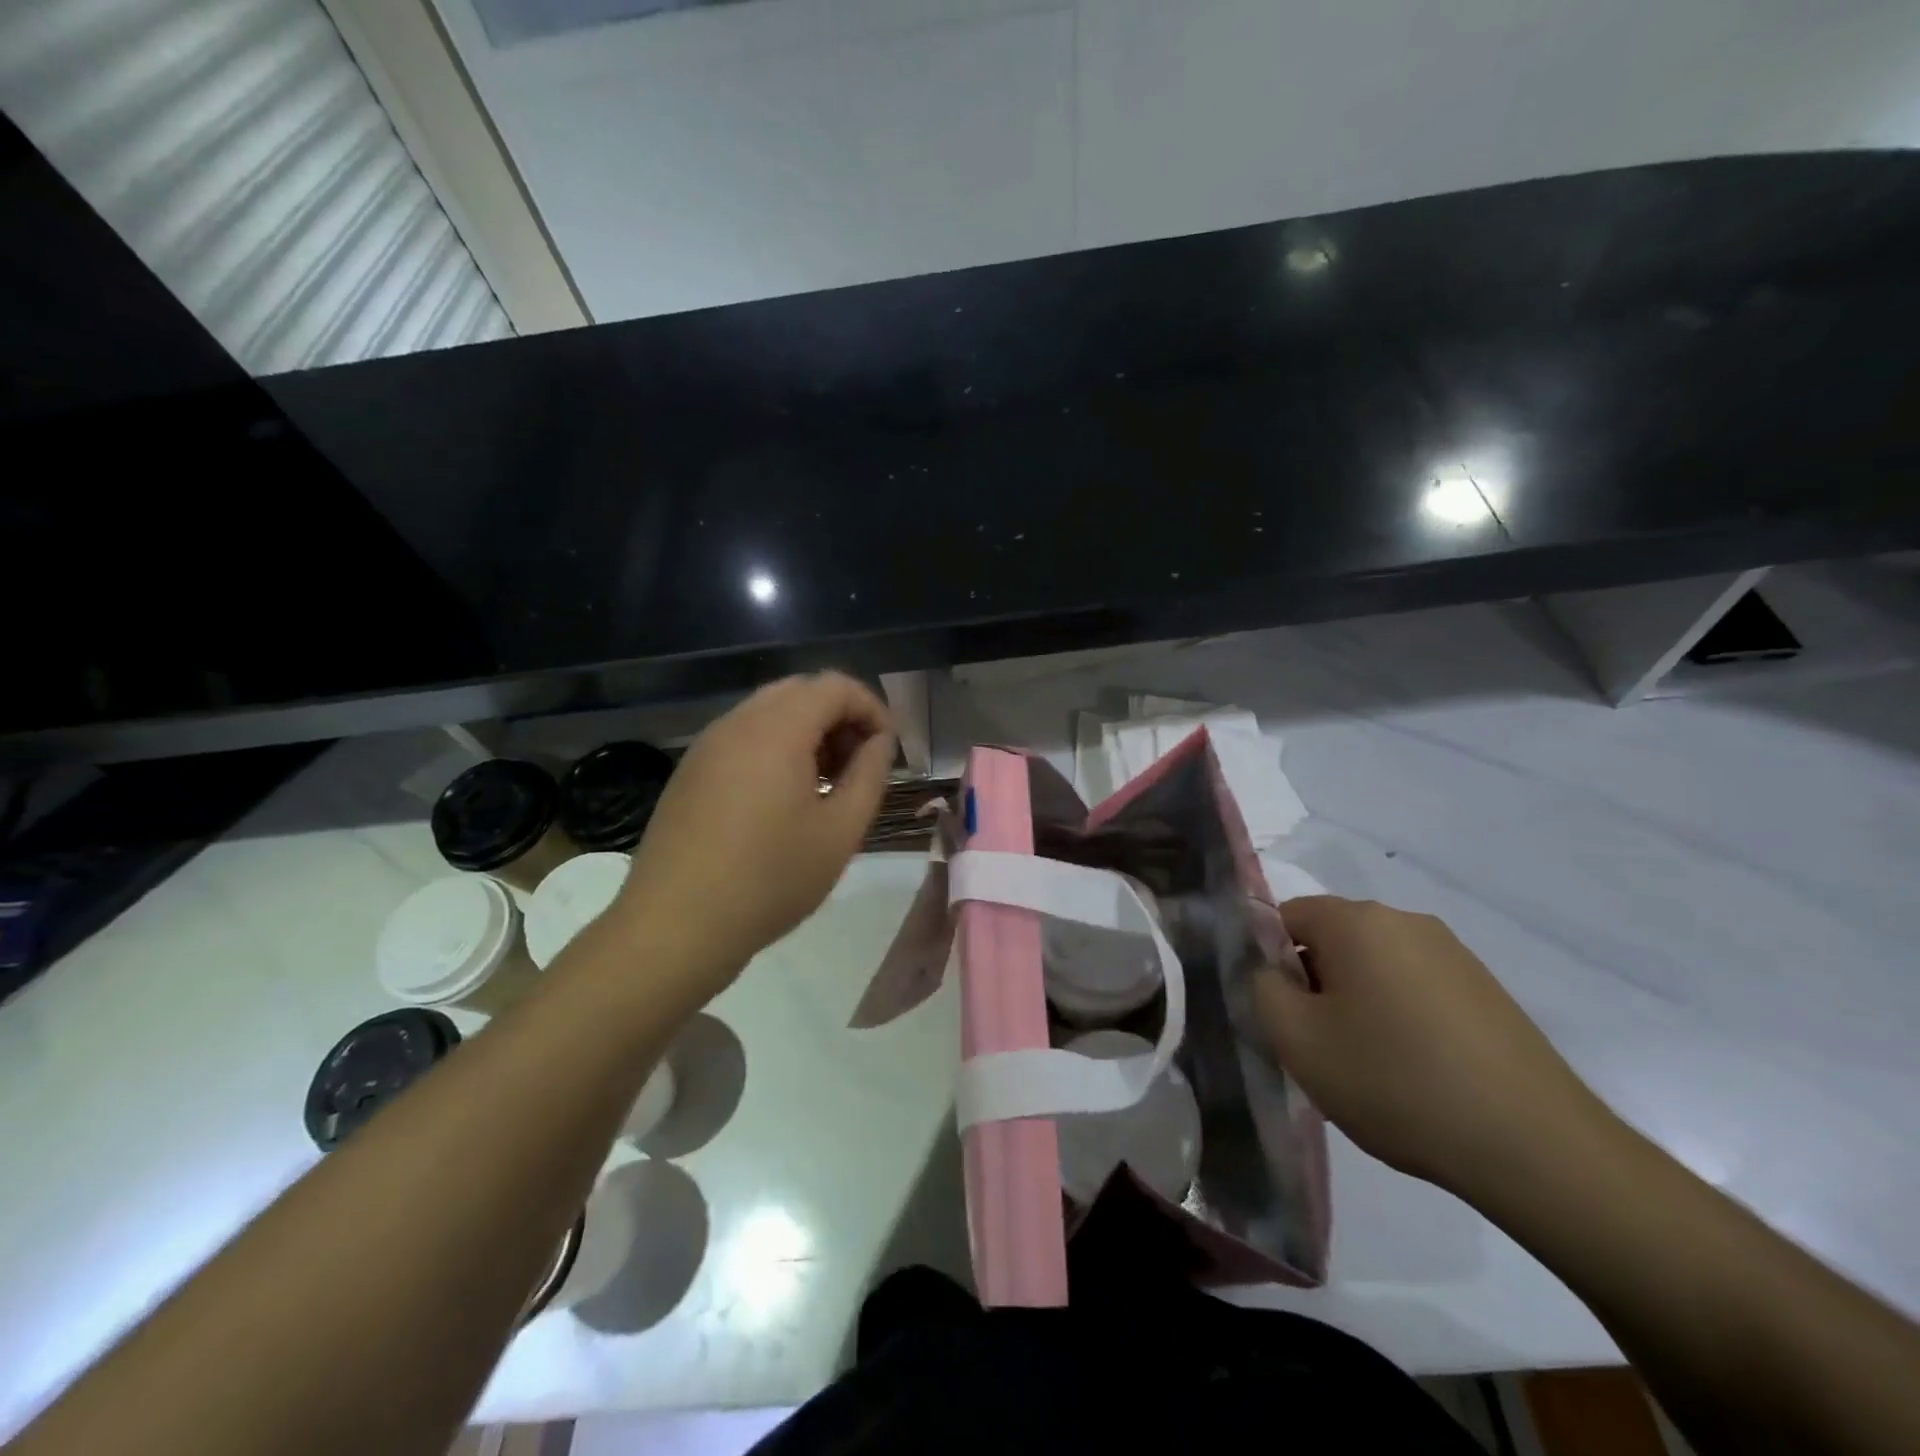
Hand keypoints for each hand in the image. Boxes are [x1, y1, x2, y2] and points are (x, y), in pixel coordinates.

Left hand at [615, 672, 894, 990]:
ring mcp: (707, 745)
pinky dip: (777, 747)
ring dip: (808, 732)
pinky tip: (784, 798)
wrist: (675, 926)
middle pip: (801, 691)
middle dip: (840, 717)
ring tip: (826, 785)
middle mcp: (738, 722)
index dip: (872, 708)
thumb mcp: (840, 831)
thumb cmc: (770, 879)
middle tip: (859, 765)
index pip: (835, 686)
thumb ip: (870, 774)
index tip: (888, 750)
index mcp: (777, 729)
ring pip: (770, 712)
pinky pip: (744, 737)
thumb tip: (879, 742)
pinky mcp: (691, 771)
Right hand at [1252, 896, 1615, 1198]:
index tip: (1285, 1015)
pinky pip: (1417, 988)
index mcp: (1356, 920)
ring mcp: (1454, 954)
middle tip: (1322, 1045)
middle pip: (1332, 939)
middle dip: (1316, 983)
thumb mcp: (1297, 1041)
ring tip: (1371, 1066)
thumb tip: (1274, 972)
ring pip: (1375, 965)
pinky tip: (1417, 1072)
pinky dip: (1401, 1017)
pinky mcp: (1487, 990)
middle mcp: (1406, 921)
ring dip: (1358, 1002)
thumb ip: (1263, 989)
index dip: (1271, 962)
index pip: (1285, 917)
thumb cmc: (1396, 1082)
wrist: (1536, 1148)